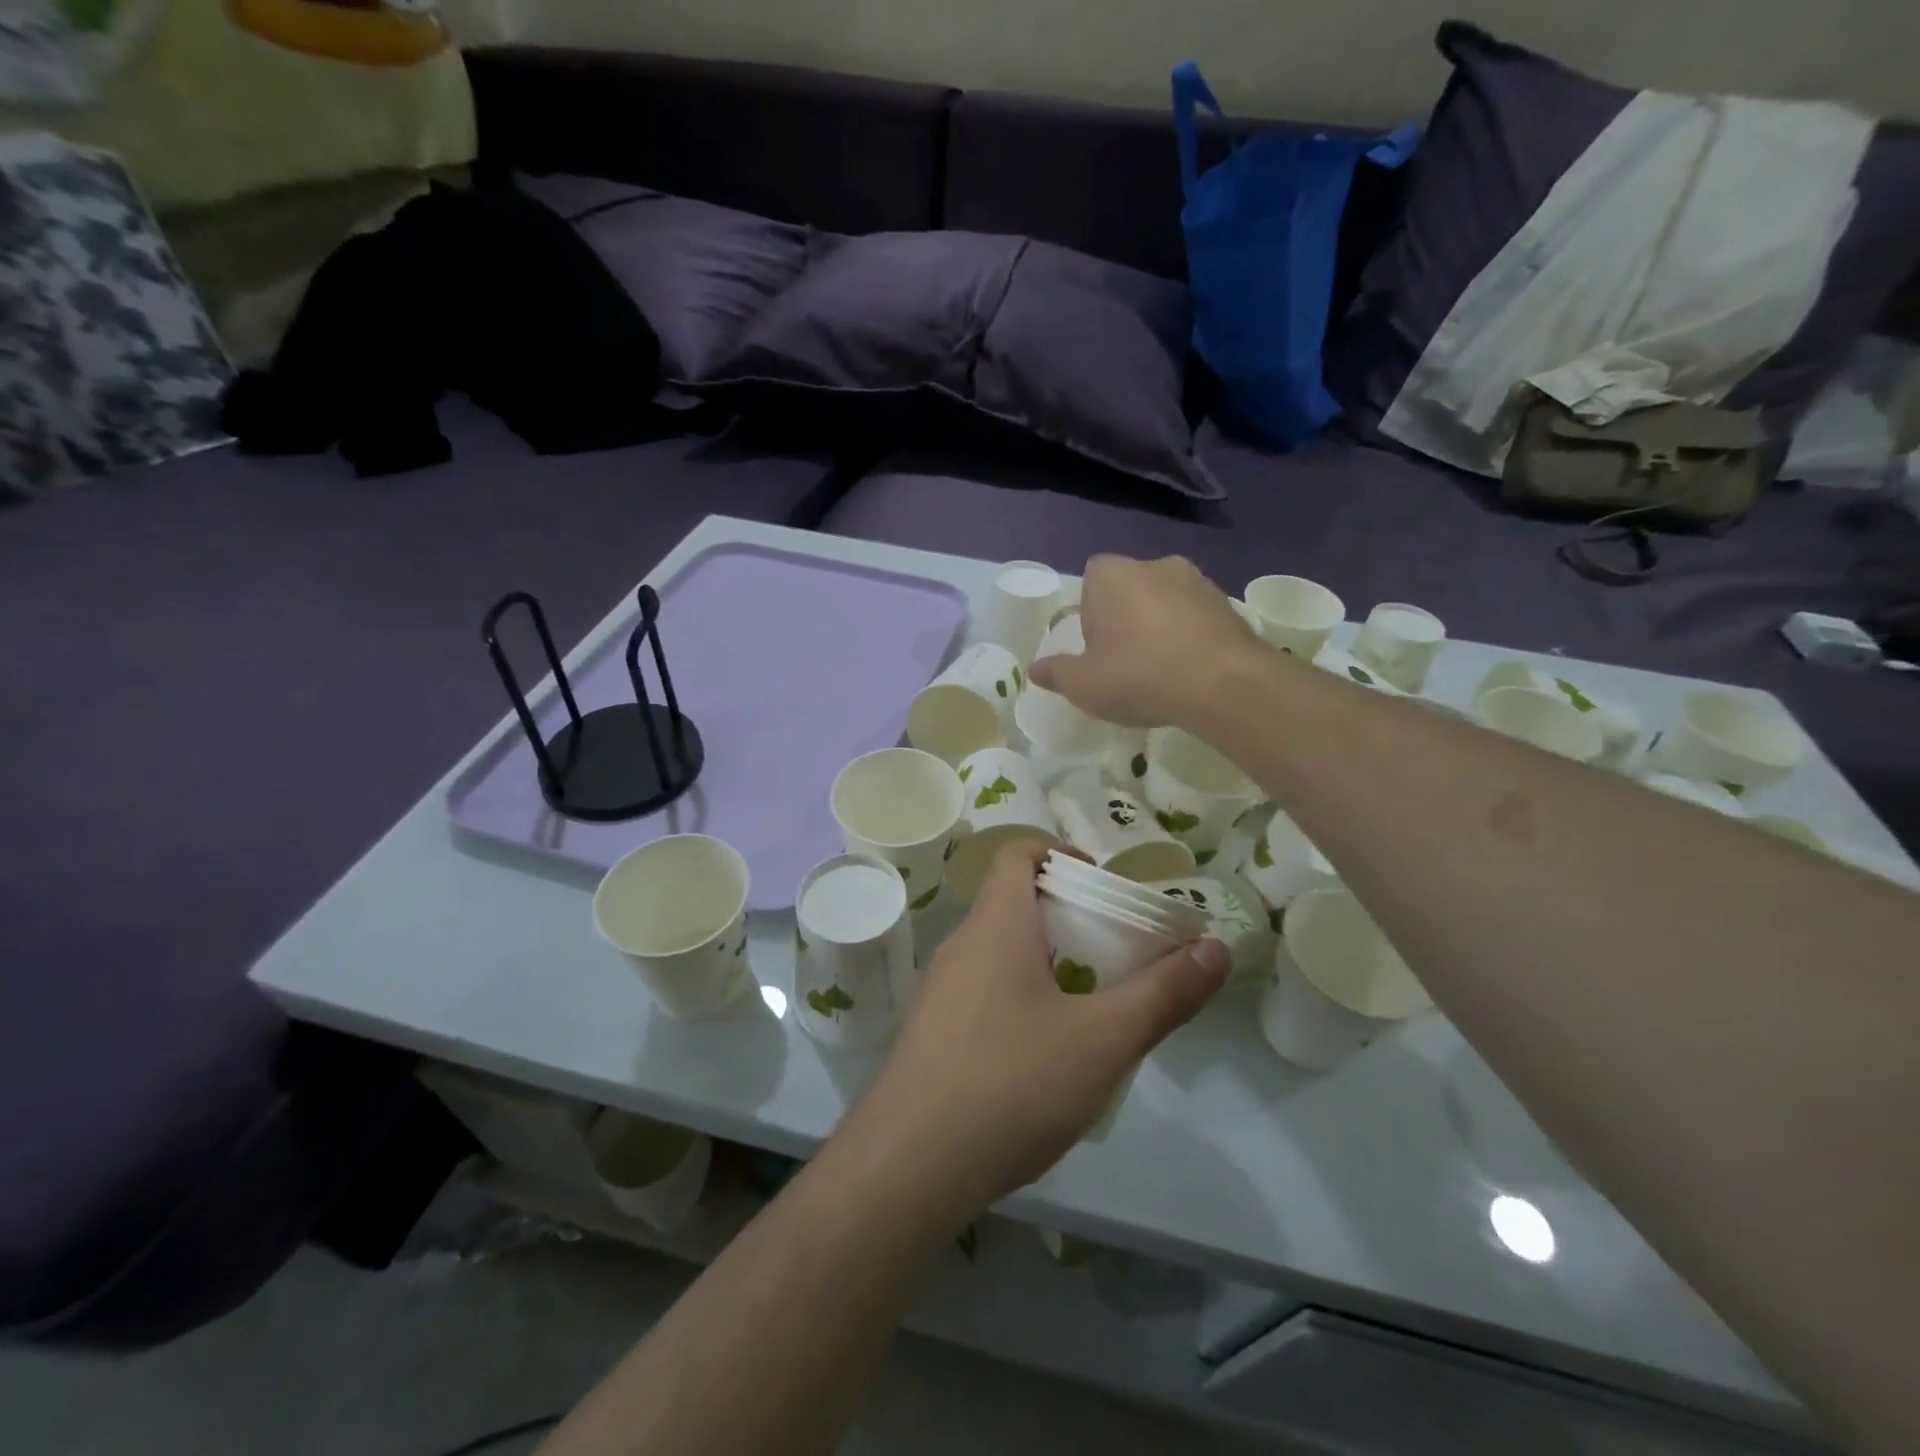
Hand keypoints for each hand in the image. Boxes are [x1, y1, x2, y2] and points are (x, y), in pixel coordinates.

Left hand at [844, 841, 1230, 1221]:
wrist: (908, 1166)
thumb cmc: (1011, 1082)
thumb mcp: (1103, 1040)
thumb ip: (1164, 993)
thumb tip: (1216, 947)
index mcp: (996, 924)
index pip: (1018, 853)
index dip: (1060, 854)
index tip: (1102, 886)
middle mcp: (961, 945)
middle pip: (1013, 902)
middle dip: (1068, 915)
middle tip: (1115, 951)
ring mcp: (941, 991)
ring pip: (1000, 952)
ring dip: (1046, 961)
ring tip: (1093, 1003)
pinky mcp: (933, 1034)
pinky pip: (984, 992)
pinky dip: (1021, 997)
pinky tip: (1048, 1054)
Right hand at [1029, 554, 1256, 727]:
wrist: (1223, 684)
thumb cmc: (1138, 676)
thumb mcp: (1083, 684)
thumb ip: (1056, 673)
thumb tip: (1035, 670)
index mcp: (1111, 574)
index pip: (1090, 583)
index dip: (1091, 617)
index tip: (1097, 651)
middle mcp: (1154, 565)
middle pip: (1128, 591)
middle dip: (1125, 621)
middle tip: (1125, 665)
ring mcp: (1197, 580)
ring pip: (1165, 603)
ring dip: (1160, 628)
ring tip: (1162, 672)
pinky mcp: (1229, 603)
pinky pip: (1196, 618)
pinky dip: (1190, 638)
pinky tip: (1191, 673)